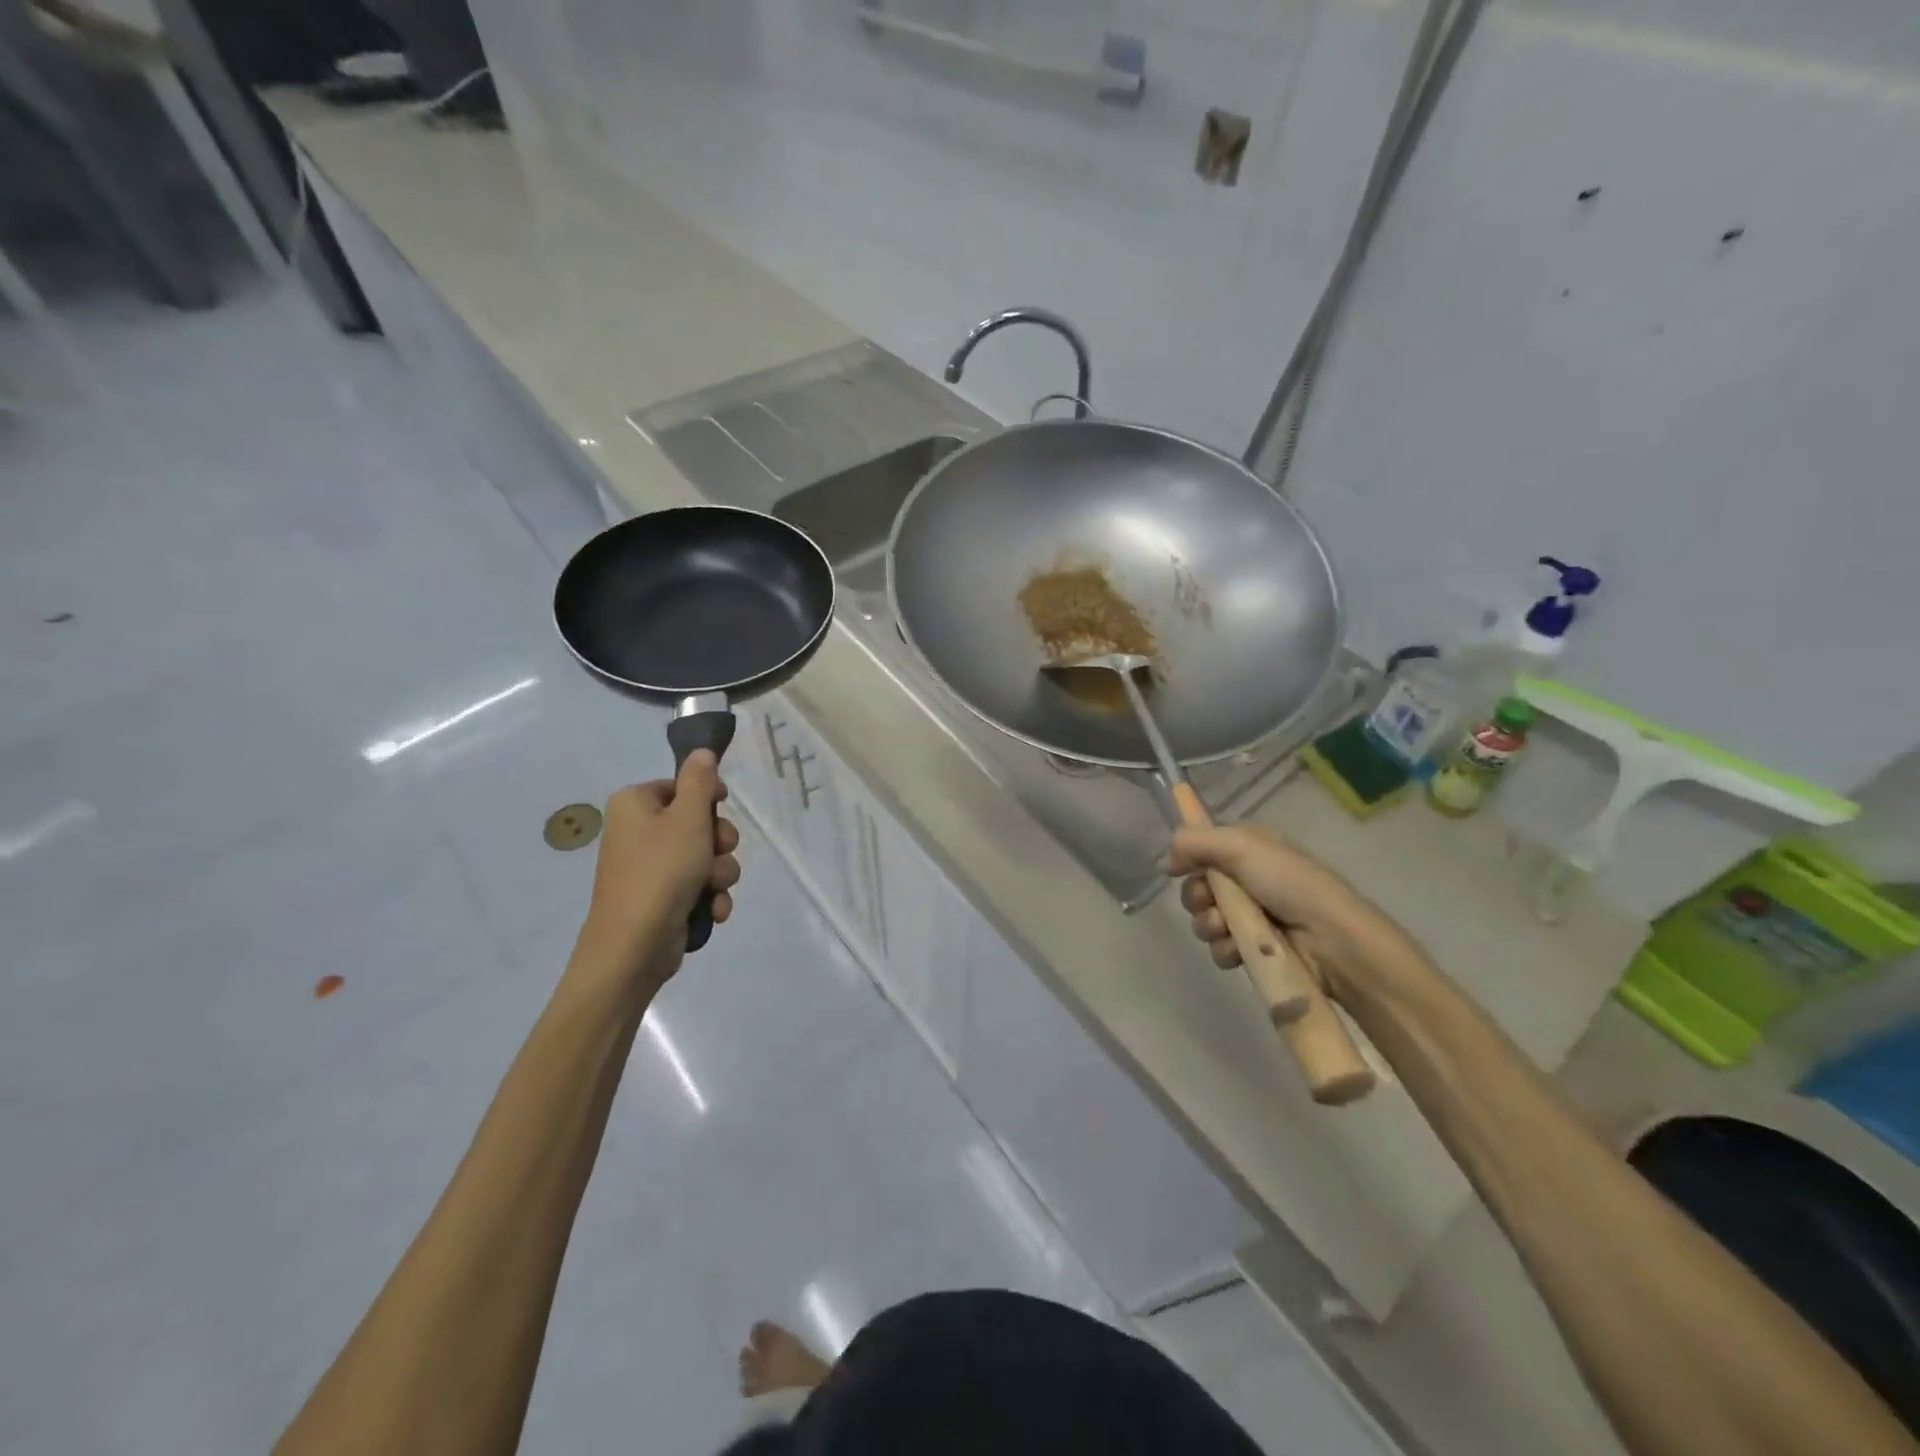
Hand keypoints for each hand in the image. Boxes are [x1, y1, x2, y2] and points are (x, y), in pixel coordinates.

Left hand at [576, 751, 741, 990]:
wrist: (634, 946)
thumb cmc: (661, 871)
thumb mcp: (688, 818)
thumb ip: (700, 780)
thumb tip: (702, 751)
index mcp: (635, 804)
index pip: (681, 785)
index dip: (708, 798)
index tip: (722, 808)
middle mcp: (637, 832)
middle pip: (697, 822)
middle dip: (719, 842)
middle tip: (717, 853)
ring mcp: (649, 868)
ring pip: (704, 856)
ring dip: (720, 872)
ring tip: (712, 888)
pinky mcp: (661, 898)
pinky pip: (698, 885)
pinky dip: (709, 896)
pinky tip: (711, 910)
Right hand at [1169, 824, 1419, 1002]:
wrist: (1334, 941)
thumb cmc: (1290, 884)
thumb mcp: (1241, 847)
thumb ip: (1195, 842)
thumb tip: (1166, 861)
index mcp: (1250, 848)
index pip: (1204, 848)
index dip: (1191, 859)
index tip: (1180, 868)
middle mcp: (1249, 879)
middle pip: (1199, 886)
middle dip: (1197, 897)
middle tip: (1209, 902)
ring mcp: (1253, 917)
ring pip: (1206, 920)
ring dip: (1209, 925)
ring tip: (1227, 930)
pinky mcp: (1255, 950)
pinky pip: (1220, 948)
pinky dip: (1225, 950)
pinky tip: (1238, 952)